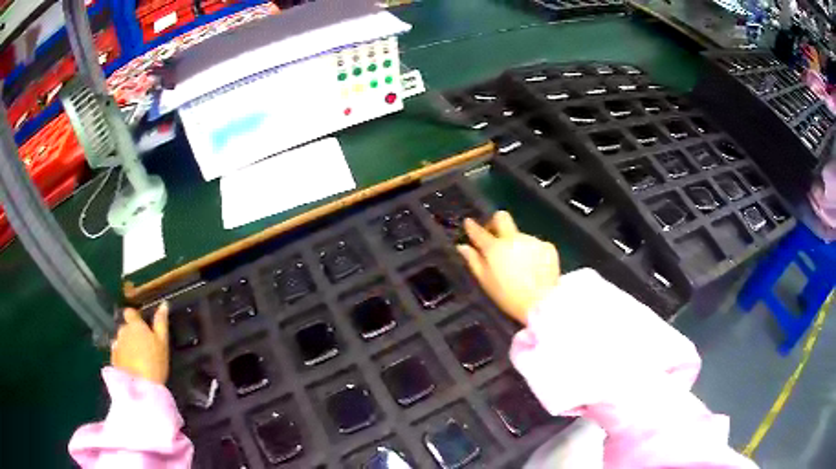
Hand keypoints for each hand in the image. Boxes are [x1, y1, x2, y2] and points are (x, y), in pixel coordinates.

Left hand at [111, 303, 169, 384]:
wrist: (141, 387)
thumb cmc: (155, 362)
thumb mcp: (163, 342)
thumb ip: (161, 322)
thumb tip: (163, 304)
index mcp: (135, 325)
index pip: (130, 312)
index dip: (135, 317)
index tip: (142, 325)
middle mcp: (122, 331)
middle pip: (126, 328)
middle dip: (132, 334)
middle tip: (143, 347)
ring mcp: (116, 345)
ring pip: (121, 340)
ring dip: (127, 345)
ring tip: (137, 359)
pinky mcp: (114, 359)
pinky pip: (118, 353)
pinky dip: (123, 356)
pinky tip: (131, 366)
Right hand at [457, 211, 559, 324]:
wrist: (542, 302)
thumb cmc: (509, 296)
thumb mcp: (486, 282)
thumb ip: (474, 261)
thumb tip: (462, 247)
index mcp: (495, 248)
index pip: (479, 231)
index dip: (472, 226)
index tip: (469, 223)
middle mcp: (513, 238)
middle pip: (502, 217)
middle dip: (496, 222)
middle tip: (495, 237)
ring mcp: (532, 240)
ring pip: (520, 235)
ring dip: (516, 244)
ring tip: (519, 265)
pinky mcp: (548, 246)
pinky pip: (536, 245)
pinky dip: (533, 253)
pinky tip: (534, 268)